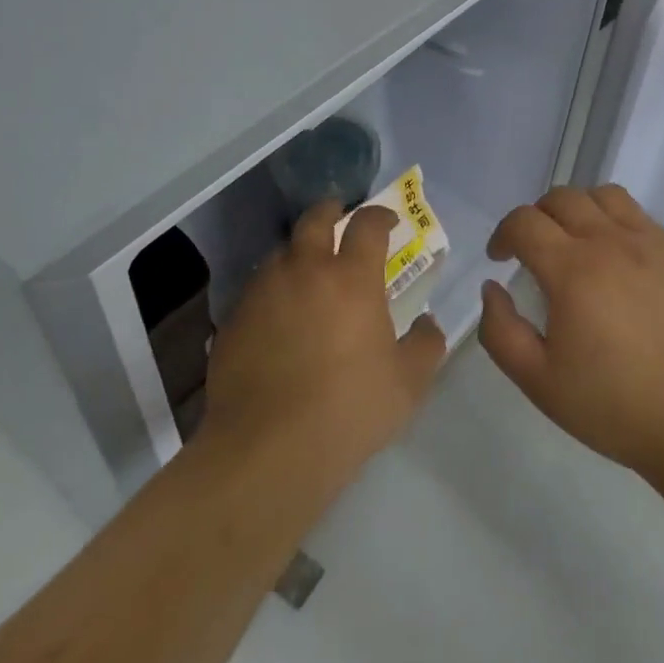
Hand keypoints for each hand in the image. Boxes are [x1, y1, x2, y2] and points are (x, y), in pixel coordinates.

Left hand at [198, 202, 446, 493]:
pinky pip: (256, 290)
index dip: (380, 215)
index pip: (367, 225)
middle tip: (338, 216)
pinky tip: (277, 316)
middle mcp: (305, 271)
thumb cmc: (349, 411)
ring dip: (298, 252)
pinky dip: (272, 290)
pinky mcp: (234, 320)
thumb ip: (426, 345)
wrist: (267, 451)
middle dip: (330, 211)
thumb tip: (429, 323)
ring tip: (306, 270)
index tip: (388, 221)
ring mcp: (264, 293)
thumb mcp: (408, 384)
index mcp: (352, 278)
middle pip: (315, 220)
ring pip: (281, 253)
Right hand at [478, 185, 663, 477]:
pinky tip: (614, 254)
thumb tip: (492, 289)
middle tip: (532, 250)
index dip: (503, 234)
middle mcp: (608, 242)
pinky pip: (636, 213)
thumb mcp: (539, 382)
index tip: (499, 259)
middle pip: (561, 198)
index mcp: (572, 270)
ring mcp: (648, 243)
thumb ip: (501, 332)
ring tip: (573, 240)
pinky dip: (612, 218)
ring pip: (602, 195)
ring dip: (576, 208)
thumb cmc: (614, 405)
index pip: (524, 222)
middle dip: (535, 216)